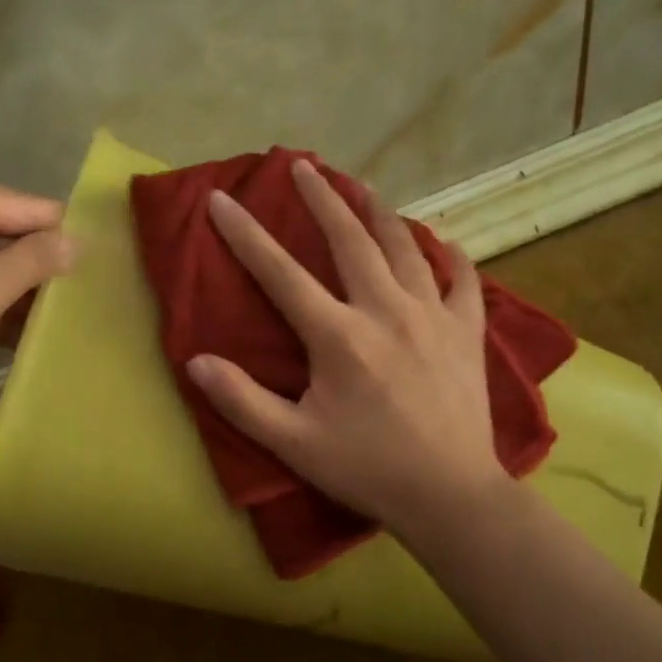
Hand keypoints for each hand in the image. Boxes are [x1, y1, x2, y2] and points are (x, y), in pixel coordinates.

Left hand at [0, 174, 74, 415]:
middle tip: (84, 296)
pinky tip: (16, 332)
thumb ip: (37, 260)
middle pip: (3, 231)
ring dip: (14, 289)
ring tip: (59, 317)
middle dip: (39, 264)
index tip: (102, 263)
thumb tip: (77, 240)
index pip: (28, 205)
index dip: (64, 234)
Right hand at [186, 159, 513, 538]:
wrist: (451, 495)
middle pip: (350, 239)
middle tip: (303, 166)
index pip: (281, 273)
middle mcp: (386, 310)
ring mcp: (432, 316)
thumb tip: (195, 362)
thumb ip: (242, 401)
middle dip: (322, 198)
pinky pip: (462, 280)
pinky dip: (450, 256)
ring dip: (379, 212)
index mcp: (339, 336)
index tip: (223, 199)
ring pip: (405, 247)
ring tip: (363, 186)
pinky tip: (441, 242)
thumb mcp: (294, 443)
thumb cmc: (367, 468)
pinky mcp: (467, 332)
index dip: (246, 234)